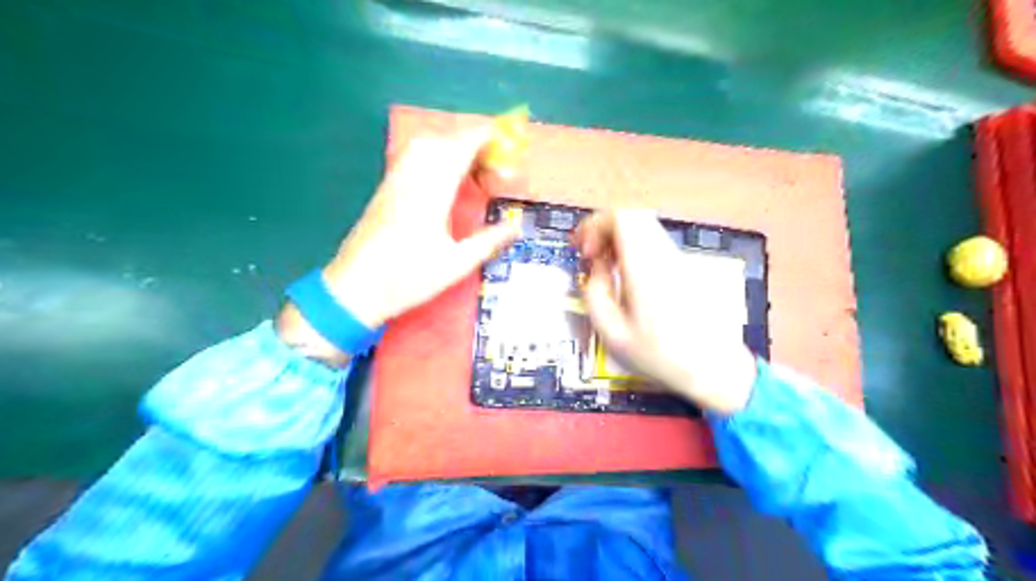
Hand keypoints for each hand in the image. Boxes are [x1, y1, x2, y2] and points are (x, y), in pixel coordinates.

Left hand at [277, 128, 517, 362]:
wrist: (354, 289)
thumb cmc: (407, 278)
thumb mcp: (455, 264)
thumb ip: (488, 241)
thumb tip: (517, 226)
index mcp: (431, 194)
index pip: (458, 149)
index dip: (482, 139)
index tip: (503, 141)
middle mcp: (411, 179)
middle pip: (441, 141)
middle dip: (469, 142)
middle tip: (490, 164)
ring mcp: (394, 182)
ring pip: (422, 146)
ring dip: (450, 147)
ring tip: (470, 170)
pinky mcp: (385, 190)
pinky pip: (410, 158)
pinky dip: (432, 156)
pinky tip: (442, 179)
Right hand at [579, 211, 758, 415]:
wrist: (712, 367)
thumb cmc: (660, 355)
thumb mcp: (613, 334)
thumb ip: (595, 295)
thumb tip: (595, 270)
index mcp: (645, 268)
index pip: (621, 218)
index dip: (595, 225)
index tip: (584, 250)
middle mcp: (664, 256)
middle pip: (632, 216)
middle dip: (603, 229)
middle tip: (590, 254)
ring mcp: (677, 259)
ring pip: (642, 227)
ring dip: (617, 239)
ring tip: (604, 267)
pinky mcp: (684, 268)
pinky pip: (653, 243)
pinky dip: (632, 248)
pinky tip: (625, 275)